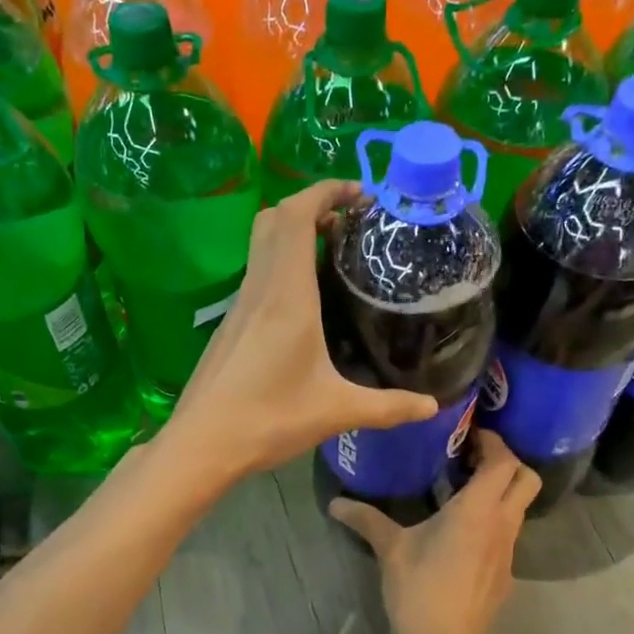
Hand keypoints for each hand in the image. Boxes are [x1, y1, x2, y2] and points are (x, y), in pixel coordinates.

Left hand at [163, 180, 438, 481]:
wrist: (202, 443)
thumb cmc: (269, 418)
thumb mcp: (336, 412)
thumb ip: (388, 407)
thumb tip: (432, 408)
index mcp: (286, 294)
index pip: (297, 215)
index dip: (326, 190)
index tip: (361, 194)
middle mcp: (260, 288)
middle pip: (275, 219)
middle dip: (312, 205)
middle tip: (351, 222)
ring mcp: (239, 305)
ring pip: (261, 245)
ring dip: (294, 233)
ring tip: (334, 253)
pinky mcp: (230, 325)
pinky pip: (257, 274)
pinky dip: (282, 263)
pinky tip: (305, 300)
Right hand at [329, 430, 538, 633]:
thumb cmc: (418, 589)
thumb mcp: (390, 549)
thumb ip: (366, 519)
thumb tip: (335, 503)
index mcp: (478, 509)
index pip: (504, 460)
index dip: (493, 441)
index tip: (469, 435)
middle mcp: (502, 523)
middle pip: (527, 478)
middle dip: (508, 462)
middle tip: (473, 460)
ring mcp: (508, 550)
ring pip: (520, 507)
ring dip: (501, 492)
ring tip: (464, 492)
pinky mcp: (506, 573)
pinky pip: (508, 533)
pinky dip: (495, 521)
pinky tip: (463, 533)